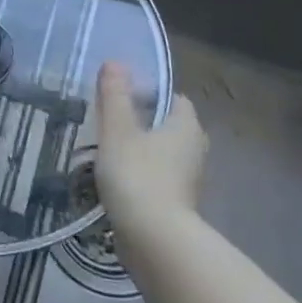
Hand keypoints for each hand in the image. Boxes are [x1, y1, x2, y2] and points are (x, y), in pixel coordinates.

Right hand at [94, 61, 209, 250]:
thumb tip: (115, 61)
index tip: (121, 95)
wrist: (154, 240)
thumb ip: (115, 95)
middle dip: (143, 122)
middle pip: (169, 126)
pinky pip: (158, 178)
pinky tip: (115, 179)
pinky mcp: (177, 205)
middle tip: (111, 120)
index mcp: (186, 127)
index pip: (174, 99)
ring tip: (107, 148)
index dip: (150, 93)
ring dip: (141, 150)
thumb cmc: (138, 175)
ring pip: (163, 154)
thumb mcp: (118, 130)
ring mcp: (188, 180)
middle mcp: (194, 150)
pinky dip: (141, 175)